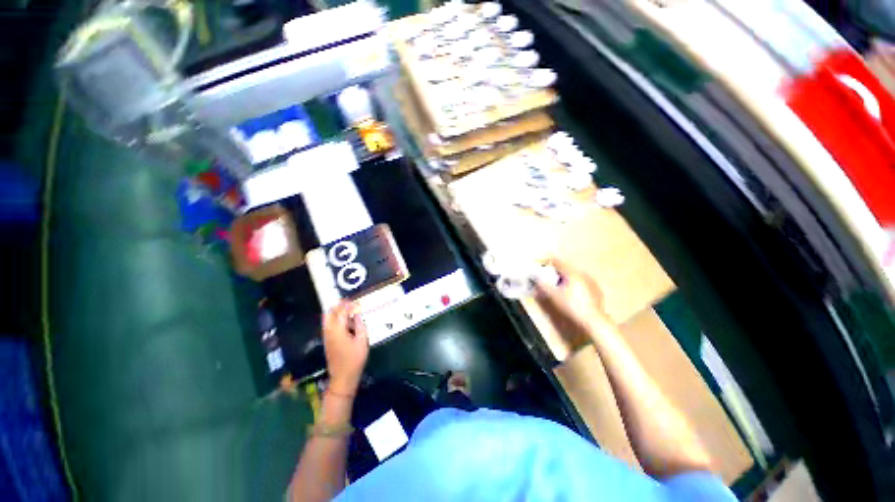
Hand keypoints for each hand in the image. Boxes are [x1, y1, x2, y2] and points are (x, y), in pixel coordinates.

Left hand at [322, 301, 368, 394]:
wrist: (343, 377)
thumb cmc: (355, 359)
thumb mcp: (362, 341)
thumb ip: (360, 325)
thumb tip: (357, 314)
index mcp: (338, 330)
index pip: (341, 312)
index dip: (348, 305)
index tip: (357, 302)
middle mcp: (329, 331)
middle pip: (330, 313)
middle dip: (339, 306)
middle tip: (350, 303)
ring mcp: (326, 336)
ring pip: (327, 318)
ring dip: (336, 312)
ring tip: (348, 311)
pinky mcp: (327, 341)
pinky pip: (328, 325)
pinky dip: (335, 319)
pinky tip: (345, 322)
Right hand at [534, 260, 612, 347]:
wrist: (593, 321)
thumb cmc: (571, 306)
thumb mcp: (553, 296)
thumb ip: (543, 285)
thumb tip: (535, 278)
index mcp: (572, 272)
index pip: (557, 261)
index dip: (546, 262)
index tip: (539, 265)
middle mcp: (582, 273)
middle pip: (566, 268)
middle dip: (556, 271)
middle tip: (548, 278)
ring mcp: (591, 281)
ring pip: (574, 275)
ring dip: (565, 278)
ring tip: (559, 287)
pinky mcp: (596, 290)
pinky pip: (582, 282)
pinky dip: (574, 285)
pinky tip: (572, 294)